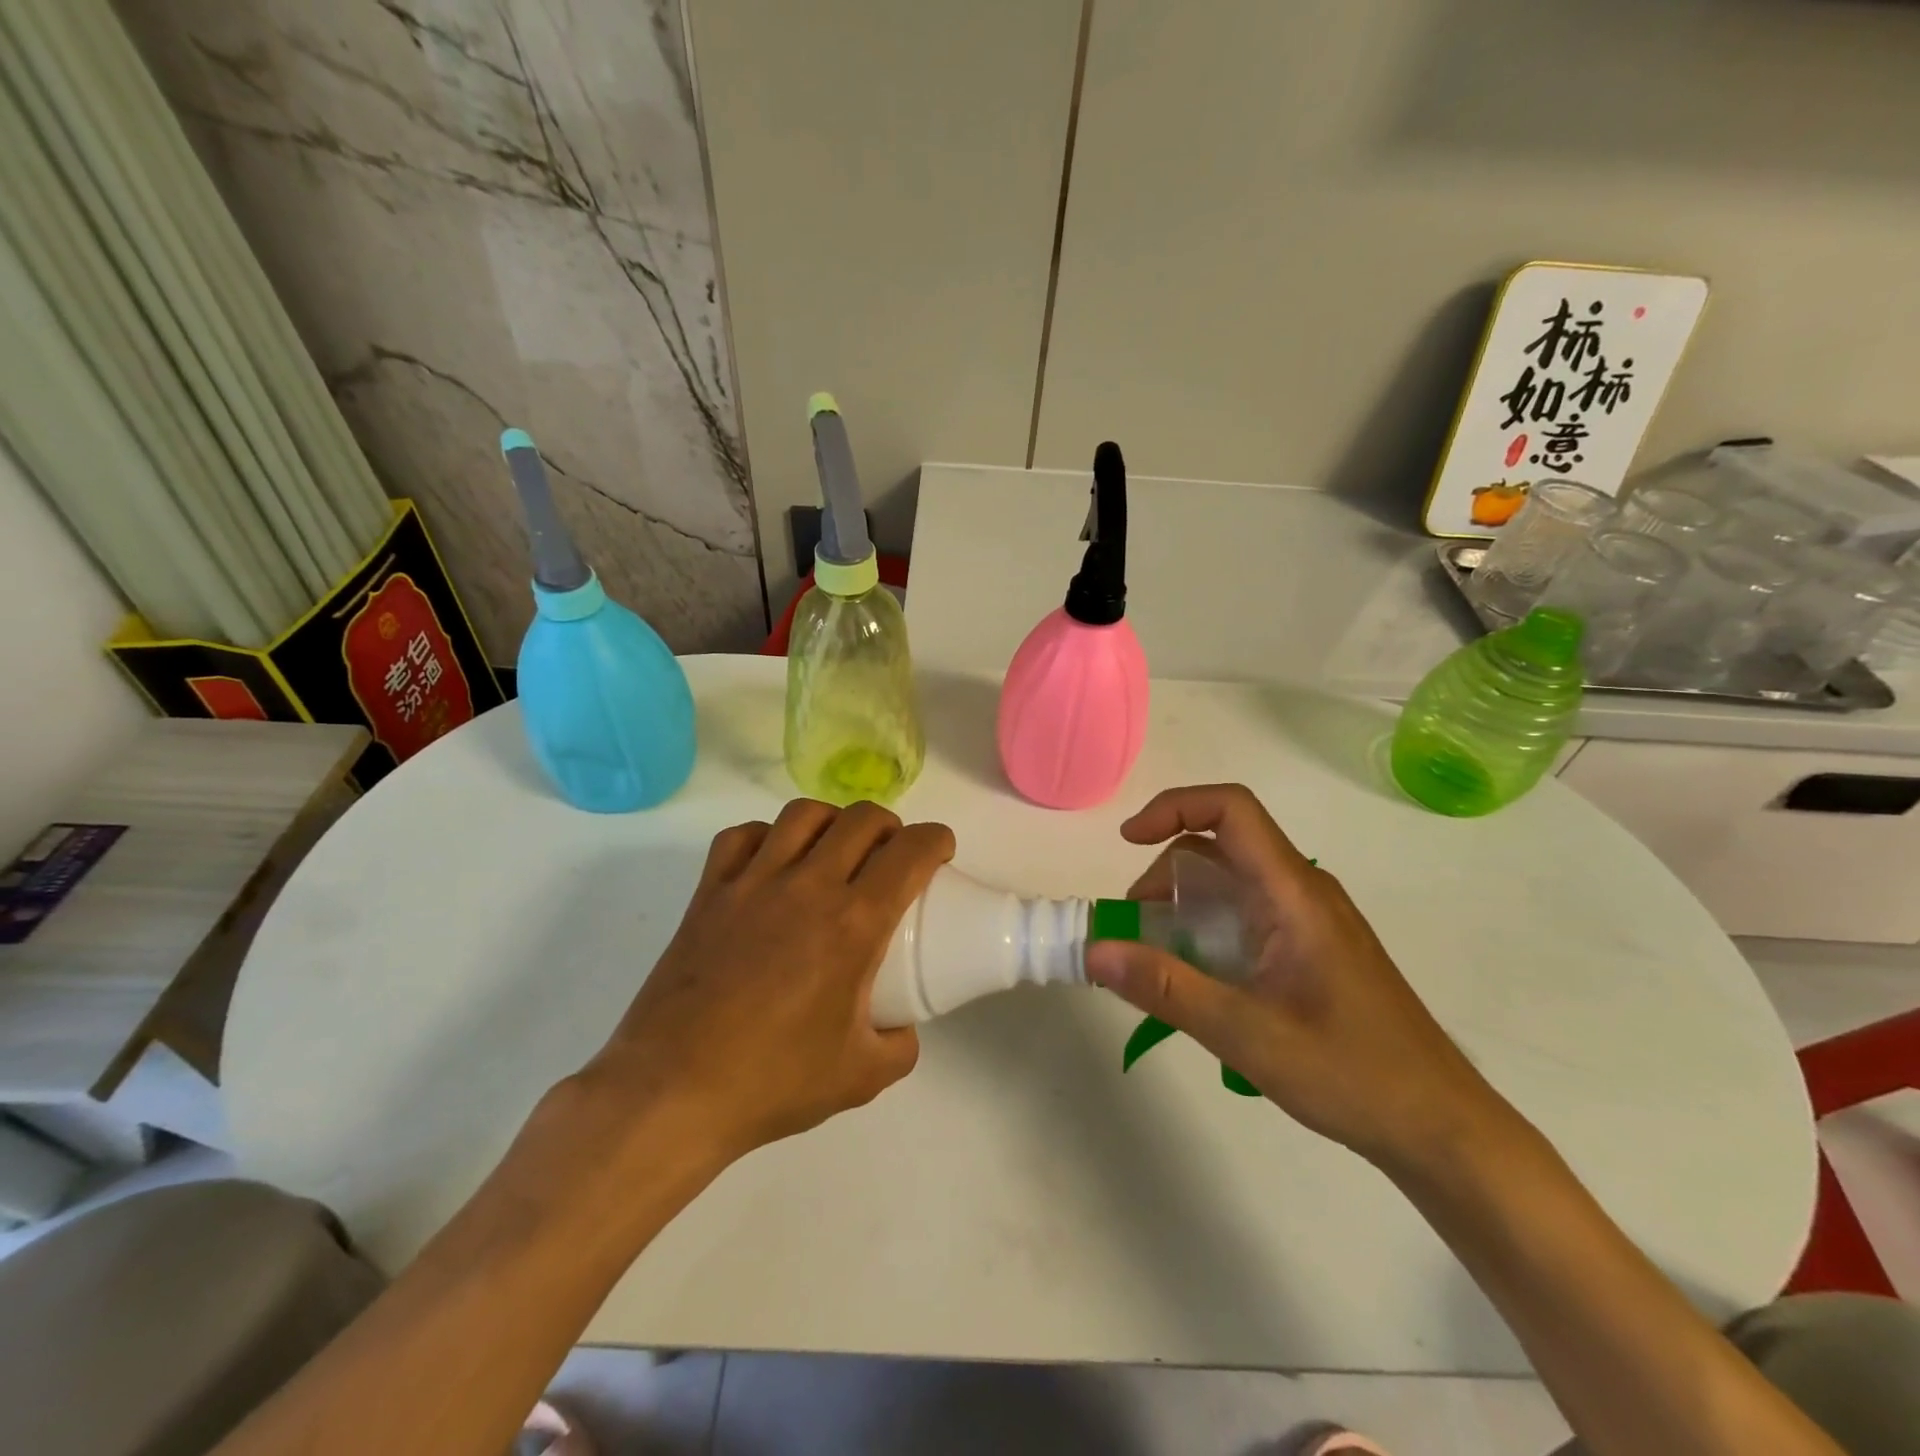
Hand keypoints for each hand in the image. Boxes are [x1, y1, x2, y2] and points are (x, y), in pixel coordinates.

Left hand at [574, 798, 954, 1164]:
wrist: (672, 1093)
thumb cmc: (772, 1082)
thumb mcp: (861, 1077)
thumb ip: (900, 1045)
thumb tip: (902, 1025)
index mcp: (853, 924)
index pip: (909, 853)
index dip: (936, 840)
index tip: (941, 852)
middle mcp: (806, 886)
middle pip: (861, 819)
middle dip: (891, 826)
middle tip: (893, 855)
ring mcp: (752, 882)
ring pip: (803, 814)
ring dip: (833, 820)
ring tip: (836, 849)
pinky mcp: (709, 891)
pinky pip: (742, 836)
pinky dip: (768, 835)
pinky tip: (774, 861)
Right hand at [1084, 784, 1508, 1169]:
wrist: (1442, 1128)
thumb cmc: (1353, 1074)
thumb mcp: (1247, 1035)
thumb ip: (1166, 988)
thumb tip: (1095, 951)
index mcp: (1294, 893)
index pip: (1232, 810)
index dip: (1174, 807)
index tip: (1128, 840)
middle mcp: (1304, 892)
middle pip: (1223, 844)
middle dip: (1167, 870)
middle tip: (1136, 926)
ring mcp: (1312, 919)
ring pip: (1234, 881)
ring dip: (1185, 902)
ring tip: (1159, 958)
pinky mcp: (1313, 947)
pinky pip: (1249, 912)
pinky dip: (1209, 926)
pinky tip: (1201, 979)